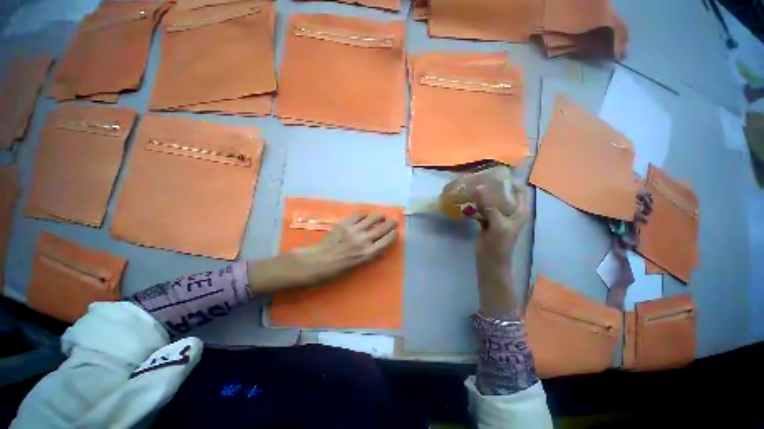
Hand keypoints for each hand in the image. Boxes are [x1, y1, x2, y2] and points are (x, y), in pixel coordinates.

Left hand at [247, 213, 397, 293]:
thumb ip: (369, 256)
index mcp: (367, 254)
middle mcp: (363, 241)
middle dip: (390, 224)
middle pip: (382, 228)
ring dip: (378, 217)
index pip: (386, 241)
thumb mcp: (356, 267)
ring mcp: (353, 231)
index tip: (396, 230)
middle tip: (393, 220)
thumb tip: (379, 250)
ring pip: (372, 219)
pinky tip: (364, 216)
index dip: (393, 234)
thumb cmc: (337, 269)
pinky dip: (363, 215)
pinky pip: (358, 215)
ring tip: (381, 216)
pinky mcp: (344, 224)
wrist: (316, 262)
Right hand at [474, 182, 530, 317]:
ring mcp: (498, 216)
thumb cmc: (498, 245)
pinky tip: (468, 199)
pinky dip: (477, 204)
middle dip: (494, 186)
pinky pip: (483, 208)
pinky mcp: (488, 221)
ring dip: (484, 194)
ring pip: (493, 201)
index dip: (511, 181)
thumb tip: (480, 188)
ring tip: (473, 186)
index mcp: (519, 211)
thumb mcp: (497, 224)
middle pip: (505, 194)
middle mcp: (511, 211)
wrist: (490, 261)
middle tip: (481, 178)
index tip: (497, 173)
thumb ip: (489, 206)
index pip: (520, 190)